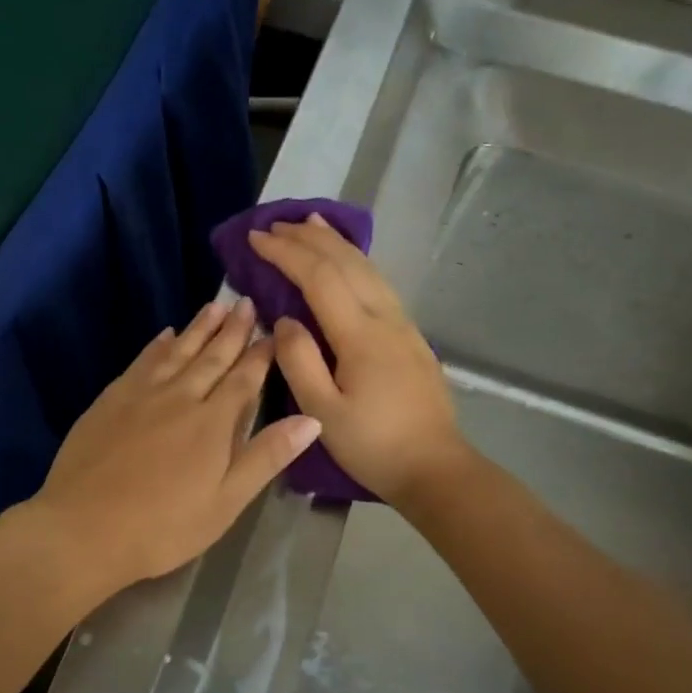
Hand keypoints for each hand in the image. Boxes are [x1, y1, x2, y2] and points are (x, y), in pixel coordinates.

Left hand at [27, 298, 321, 594]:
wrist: (84, 527)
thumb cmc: (163, 526)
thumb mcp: (225, 502)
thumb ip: (266, 457)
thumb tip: (311, 419)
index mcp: (212, 422)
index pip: (244, 379)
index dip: (261, 354)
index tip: (274, 330)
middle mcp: (179, 397)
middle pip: (211, 357)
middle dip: (232, 330)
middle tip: (244, 302)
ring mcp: (140, 395)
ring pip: (176, 351)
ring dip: (197, 328)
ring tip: (213, 306)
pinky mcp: (110, 400)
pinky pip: (141, 362)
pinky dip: (157, 346)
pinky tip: (164, 335)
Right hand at [248, 215, 469, 505]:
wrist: (435, 469)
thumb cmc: (373, 446)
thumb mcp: (323, 412)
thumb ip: (299, 361)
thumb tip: (284, 320)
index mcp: (360, 335)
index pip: (319, 277)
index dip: (286, 253)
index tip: (255, 238)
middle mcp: (385, 318)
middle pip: (346, 263)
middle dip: (308, 238)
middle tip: (275, 224)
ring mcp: (403, 325)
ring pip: (368, 268)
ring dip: (335, 243)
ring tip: (311, 223)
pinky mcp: (410, 336)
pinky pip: (378, 283)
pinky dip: (356, 261)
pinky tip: (347, 261)